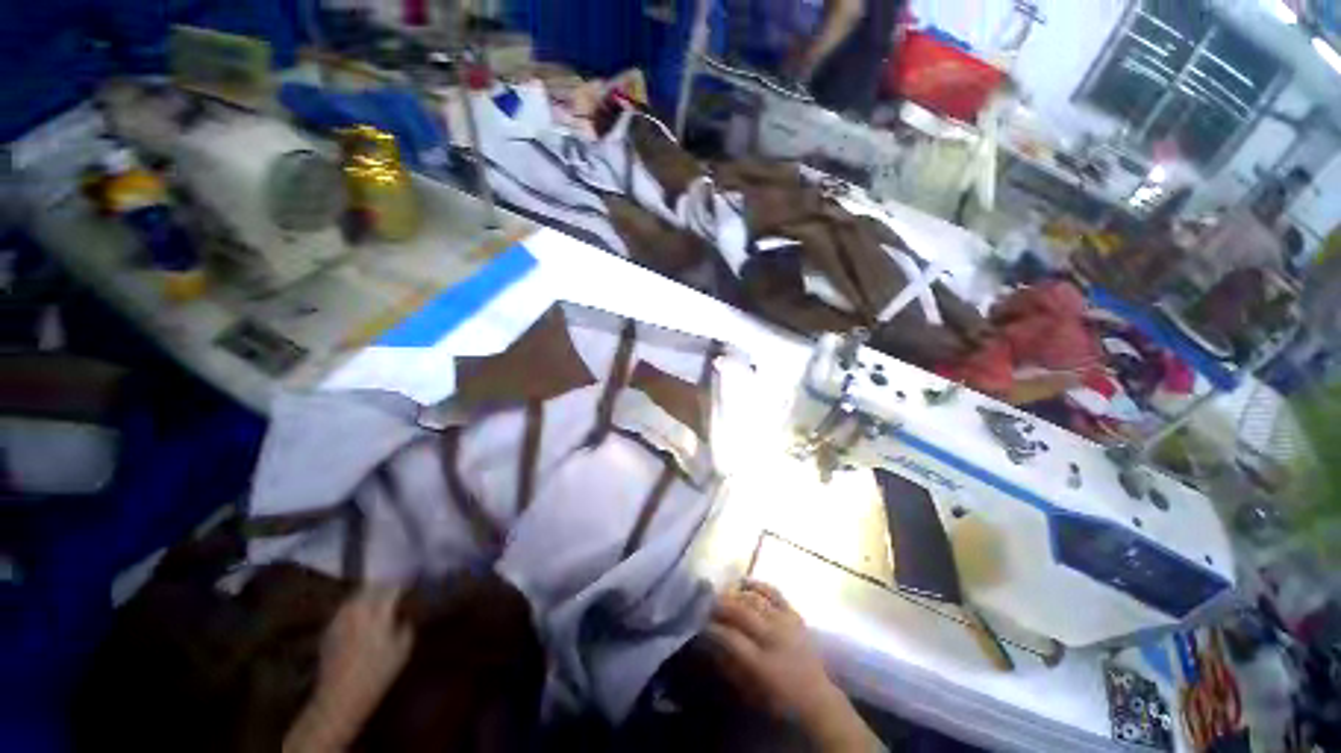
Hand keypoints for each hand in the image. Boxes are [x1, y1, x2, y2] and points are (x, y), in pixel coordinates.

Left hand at [284, 587, 413, 751]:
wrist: (339, 699)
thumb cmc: (377, 675)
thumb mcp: (403, 650)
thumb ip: (406, 625)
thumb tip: (405, 614)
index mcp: (377, 611)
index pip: (393, 587)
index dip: (405, 583)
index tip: (413, 583)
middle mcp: (356, 610)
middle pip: (372, 587)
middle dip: (386, 586)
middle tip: (398, 590)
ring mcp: (339, 619)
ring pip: (356, 596)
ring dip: (369, 594)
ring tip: (380, 601)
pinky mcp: (328, 630)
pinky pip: (345, 610)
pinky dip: (356, 608)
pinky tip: (363, 617)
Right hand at [706, 581, 880, 751]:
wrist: (817, 698)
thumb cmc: (779, 700)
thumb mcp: (749, 691)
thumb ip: (728, 664)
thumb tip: (709, 641)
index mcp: (761, 663)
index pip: (729, 637)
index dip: (711, 627)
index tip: (699, 622)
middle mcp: (773, 637)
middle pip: (741, 612)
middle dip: (720, 605)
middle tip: (706, 603)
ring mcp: (785, 622)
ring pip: (754, 599)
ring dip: (734, 594)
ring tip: (722, 593)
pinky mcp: (794, 614)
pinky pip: (774, 592)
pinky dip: (757, 584)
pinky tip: (743, 582)